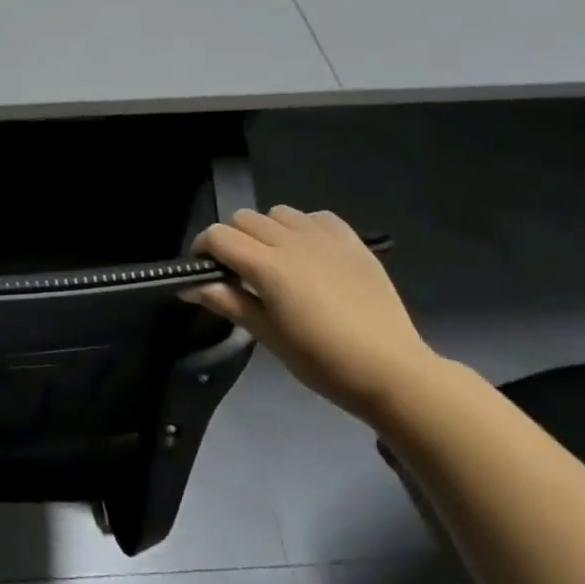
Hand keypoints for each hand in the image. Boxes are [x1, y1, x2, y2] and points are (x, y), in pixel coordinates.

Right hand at [185, 207, 439, 419]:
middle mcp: (293, 241)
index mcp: (268, 266)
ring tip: (274, 259)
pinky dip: (302, 227)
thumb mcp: (269, 337)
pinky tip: (308, 252)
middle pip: (244, 218)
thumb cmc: (324, 361)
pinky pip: (316, 217)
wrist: (393, 371)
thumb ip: (229, 303)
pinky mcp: (352, 242)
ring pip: (278, 212)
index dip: (202, 249)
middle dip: (231, 239)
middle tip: (237, 271)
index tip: (202, 271)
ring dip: (266, 229)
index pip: (218, 236)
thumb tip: (190, 287)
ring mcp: (325, 238)